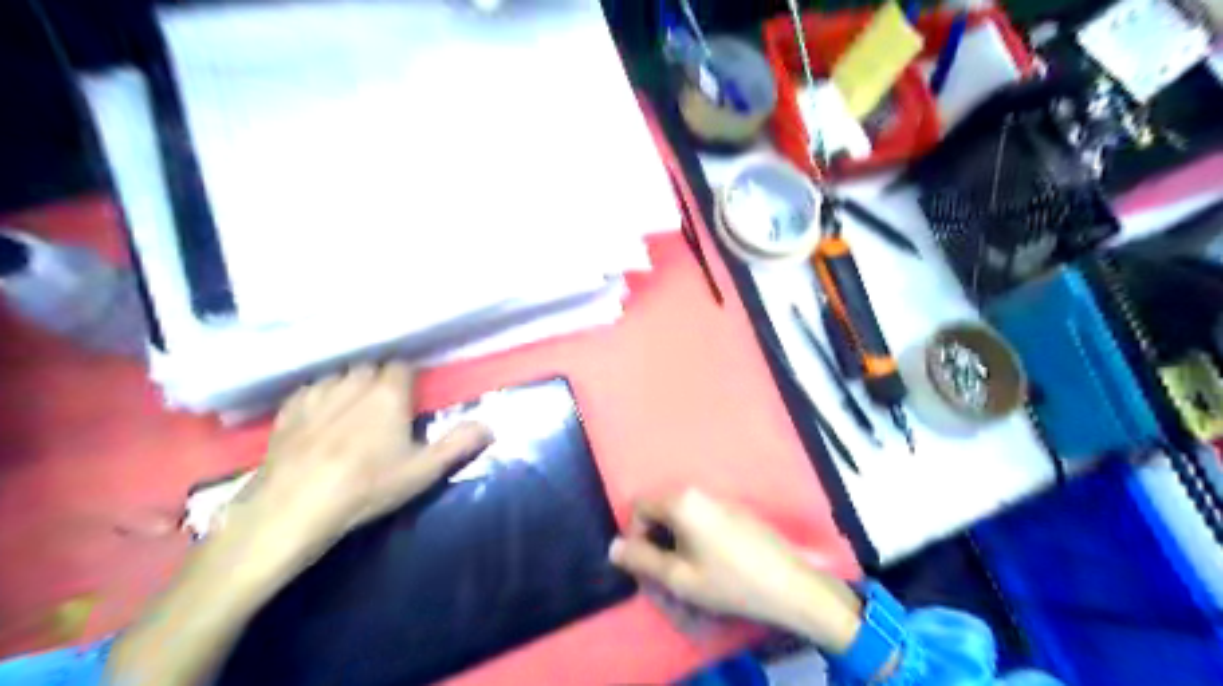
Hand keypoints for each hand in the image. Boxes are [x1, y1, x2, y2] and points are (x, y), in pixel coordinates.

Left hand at [107, 358, 489, 685]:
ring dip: (350, 388)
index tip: (411, 401)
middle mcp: (353, 382)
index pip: (403, 367)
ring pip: (340, 376)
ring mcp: (317, 393)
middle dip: (380, 382)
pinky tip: (320, 420)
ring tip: (352, 414)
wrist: (293, 507)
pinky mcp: (289, 409)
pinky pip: (312, 390)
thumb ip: (459, 444)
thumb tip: (490, 425)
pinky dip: (321, 398)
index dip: (409, 382)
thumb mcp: (423, 469)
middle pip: (371, 368)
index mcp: (388, 392)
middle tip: (385, 412)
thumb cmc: (367, 486)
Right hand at [608, 487, 856, 648]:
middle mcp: (699, 491)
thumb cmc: (728, 581)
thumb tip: (614, 547)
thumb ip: (641, 560)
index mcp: (681, 501)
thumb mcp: (679, 578)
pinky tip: (712, 561)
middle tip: (667, 570)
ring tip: (690, 568)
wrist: (788, 584)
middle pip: (660, 508)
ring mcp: (720, 498)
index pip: (639, 507)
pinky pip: (701, 516)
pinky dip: (694, 535)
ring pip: (681, 514)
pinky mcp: (736, 509)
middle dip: (656, 537)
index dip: (635, 536)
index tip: (648, 564)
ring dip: (675, 538)